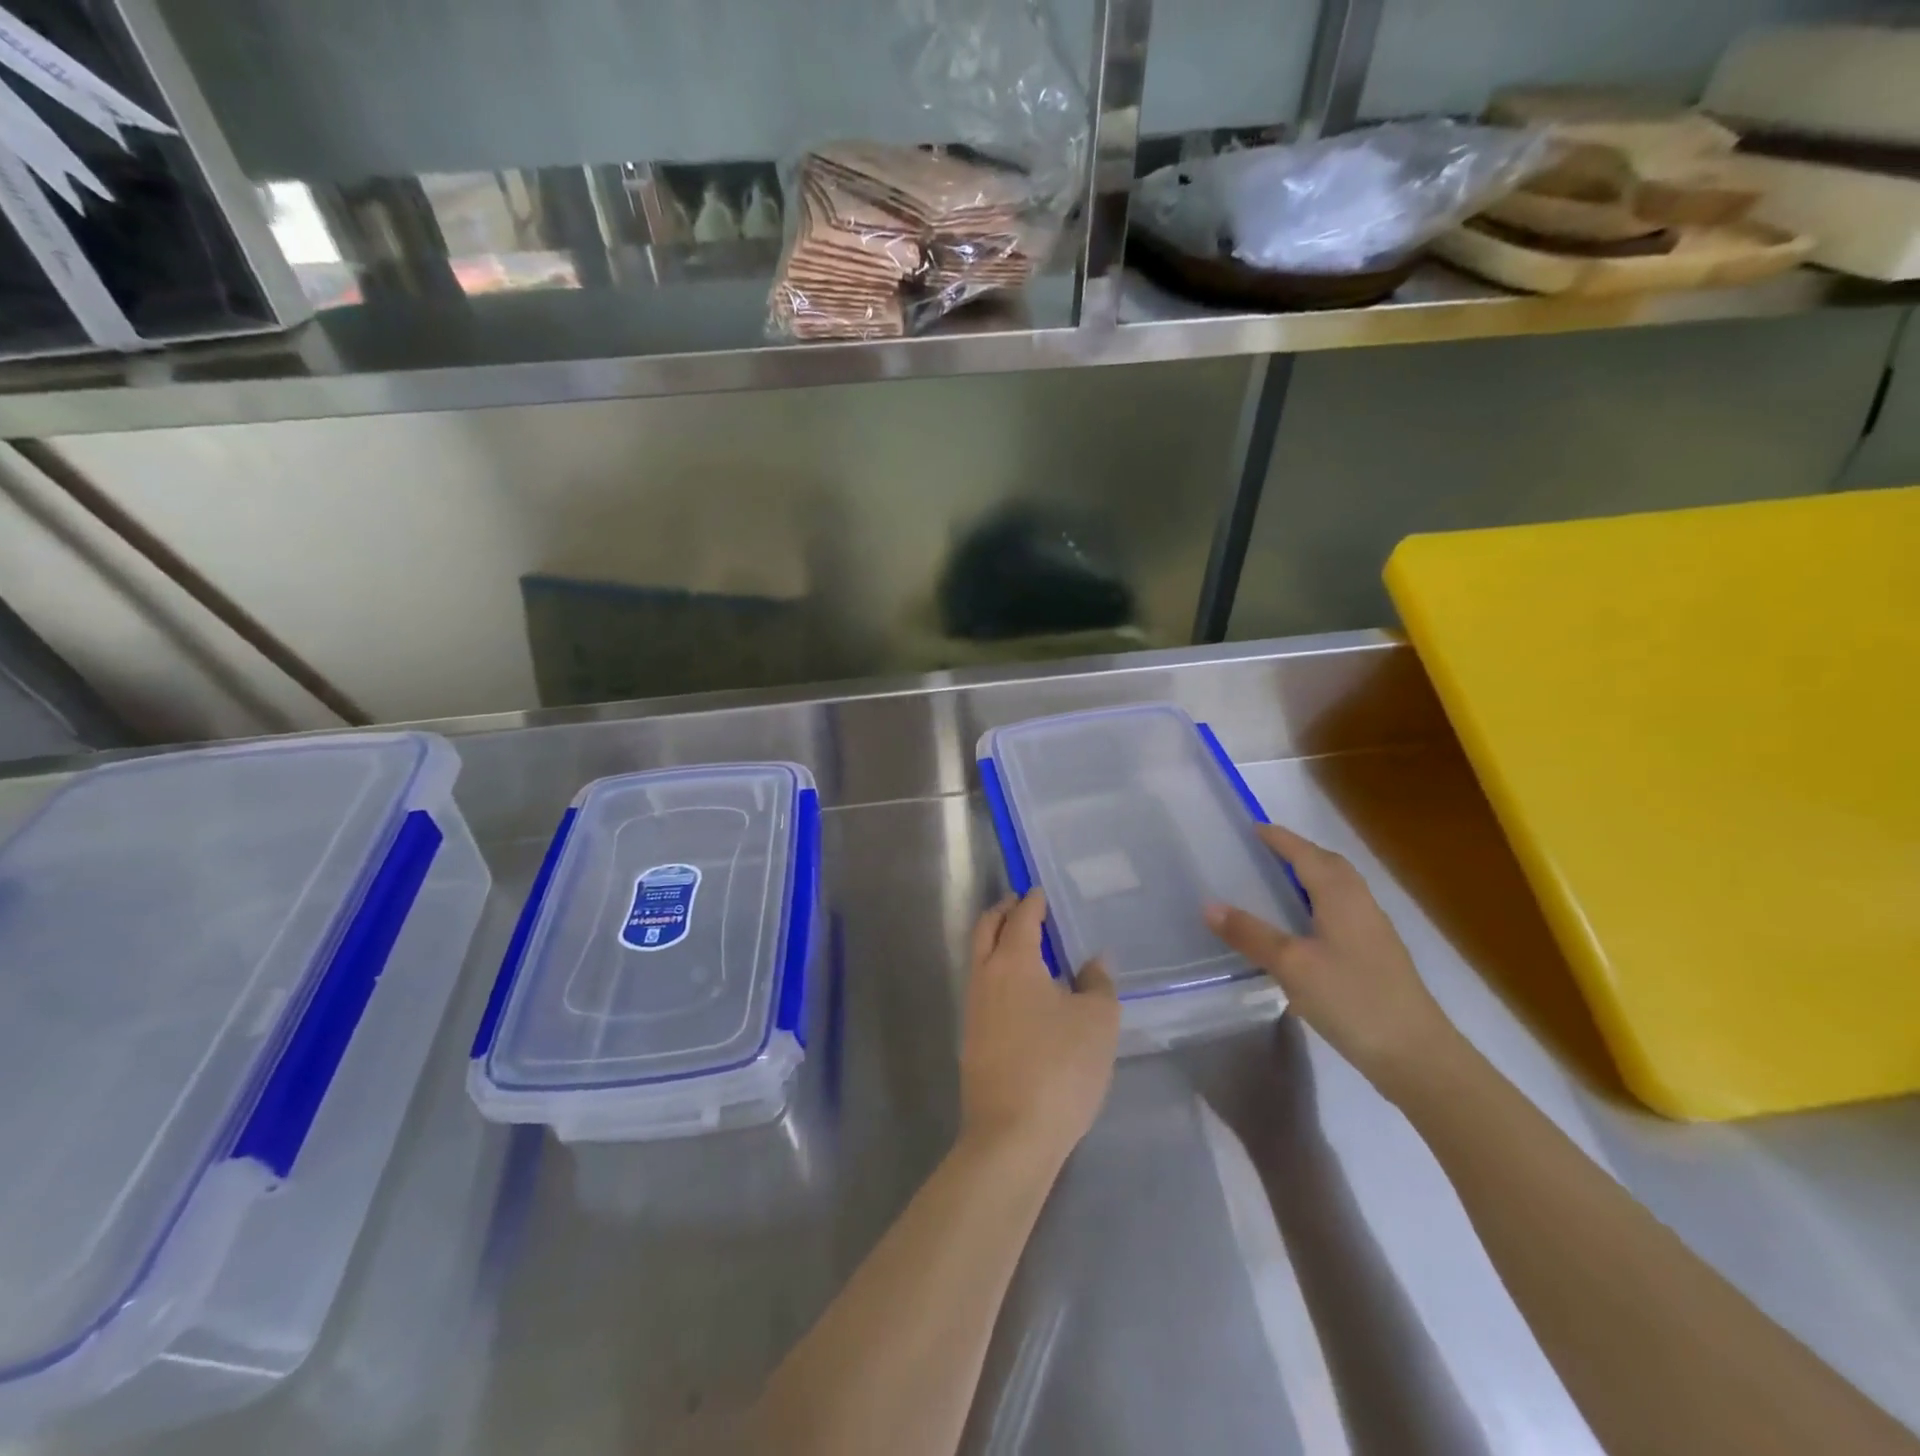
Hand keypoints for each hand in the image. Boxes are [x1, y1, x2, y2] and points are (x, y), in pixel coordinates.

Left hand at [960, 890, 1119, 1163]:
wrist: (1011, 1134)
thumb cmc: (1060, 1068)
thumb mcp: (1098, 1022)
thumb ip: (1098, 983)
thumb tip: (1093, 960)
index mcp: (1014, 962)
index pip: (1022, 918)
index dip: (1032, 901)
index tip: (1039, 891)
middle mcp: (985, 976)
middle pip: (986, 929)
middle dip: (1003, 911)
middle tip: (1021, 904)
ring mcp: (973, 1008)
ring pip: (979, 957)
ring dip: (996, 941)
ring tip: (1023, 944)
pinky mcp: (971, 1037)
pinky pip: (981, 986)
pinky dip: (996, 971)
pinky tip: (1019, 990)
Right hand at [1205, 823, 1462, 1098]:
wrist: (1417, 1056)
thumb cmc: (1351, 999)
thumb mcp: (1291, 965)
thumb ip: (1251, 934)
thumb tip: (1209, 905)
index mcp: (1340, 896)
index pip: (1306, 855)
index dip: (1280, 839)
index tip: (1255, 827)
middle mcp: (1361, 904)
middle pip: (1330, 865)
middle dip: (1300, 852)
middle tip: (1267, 850)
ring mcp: (1374, 931)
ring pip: (1341, 888)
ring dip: (1313, 876)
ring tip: (1282, 882)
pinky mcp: (1379, 956)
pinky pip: (1344, 911)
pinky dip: (1321, 902)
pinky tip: (1306, 927)